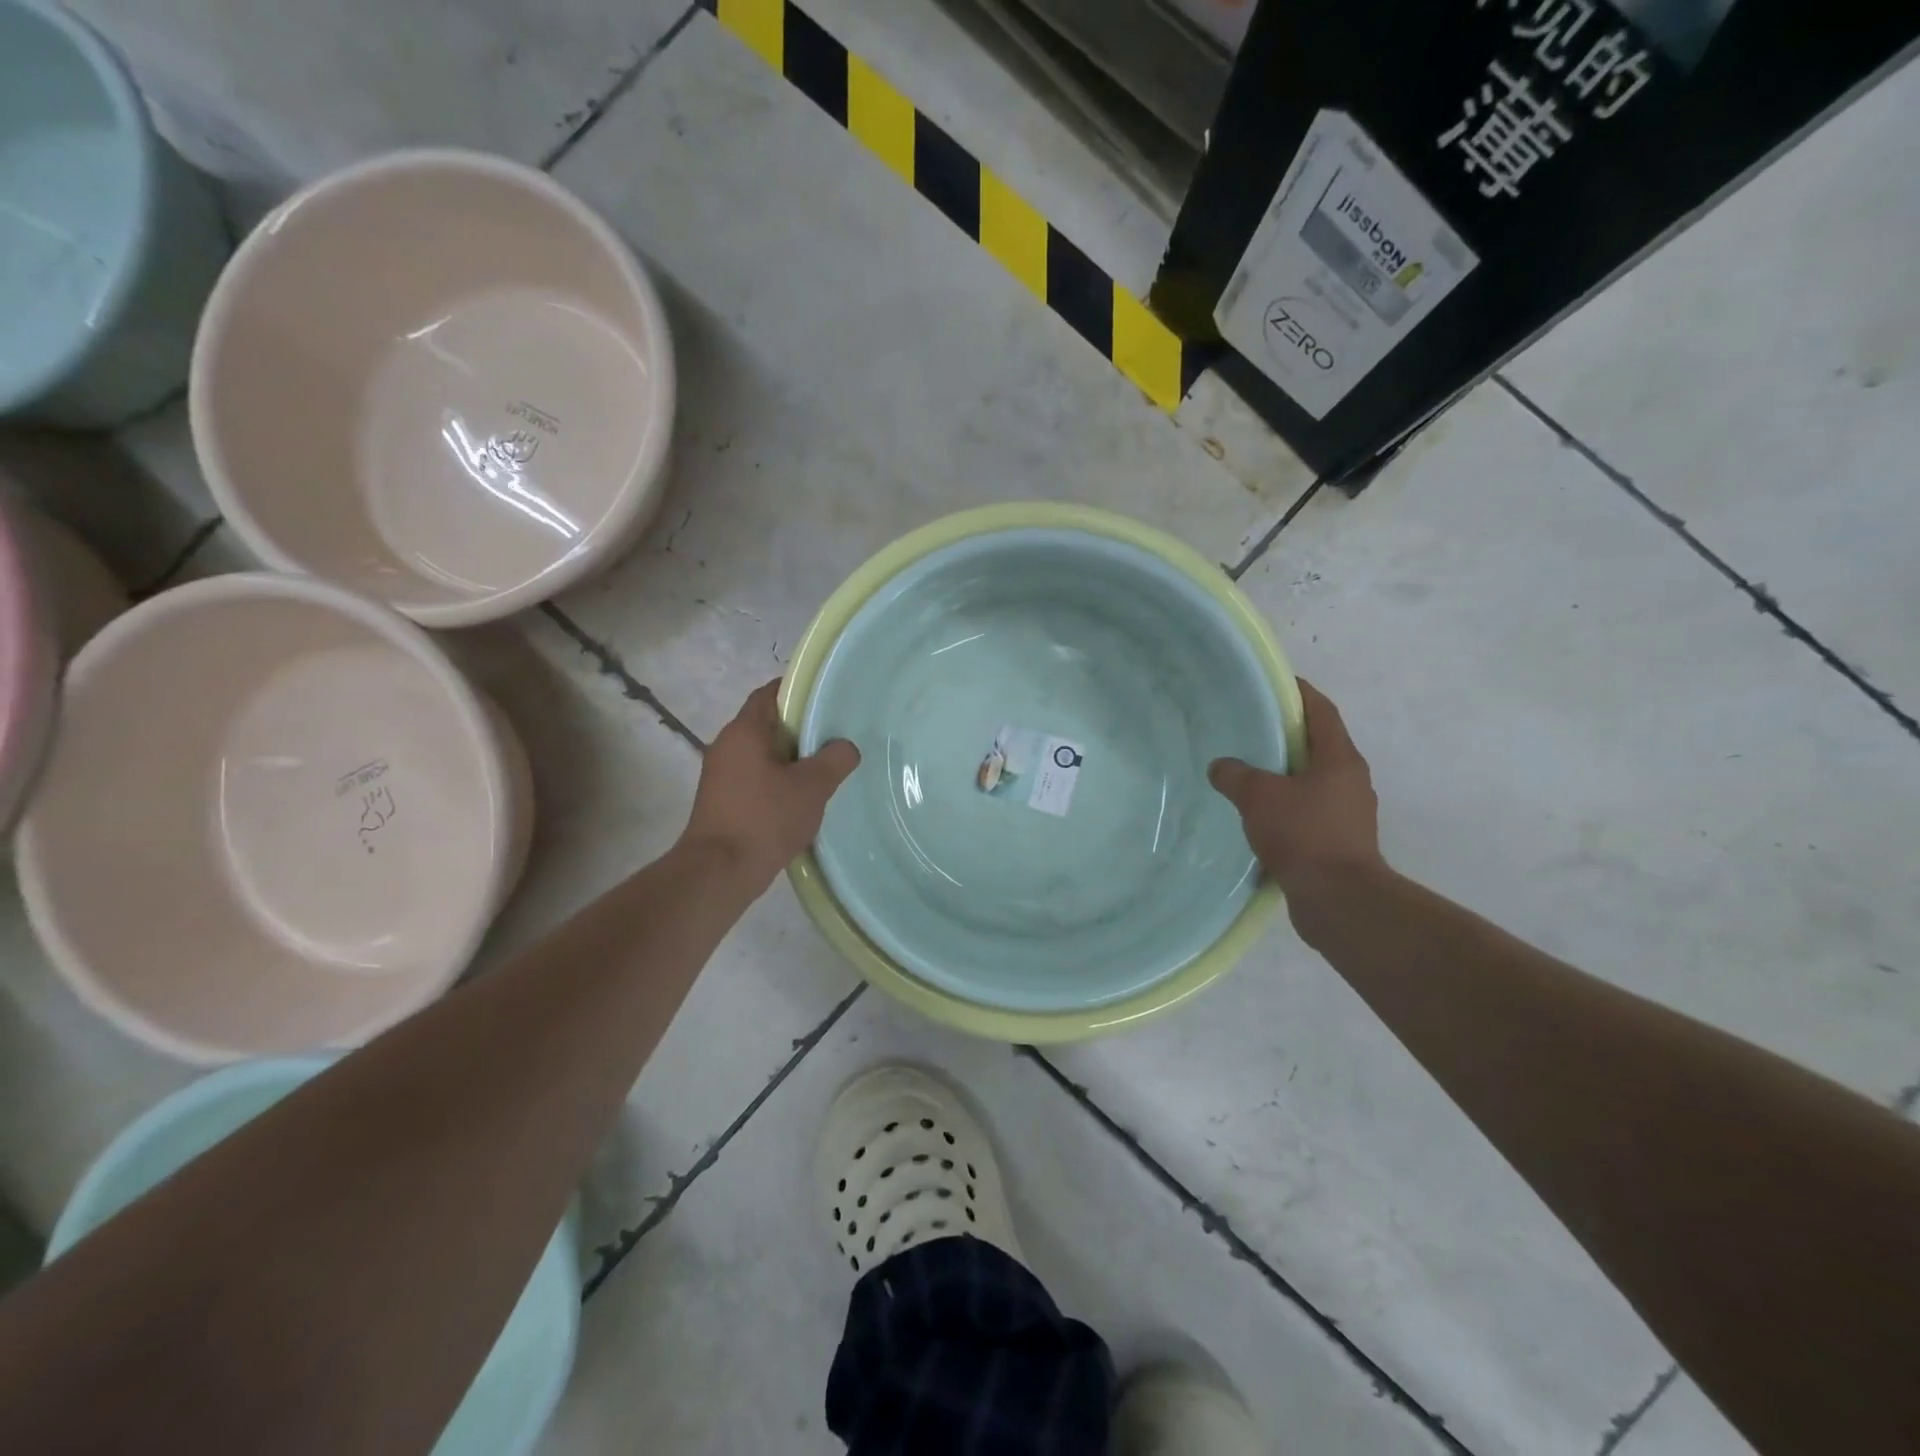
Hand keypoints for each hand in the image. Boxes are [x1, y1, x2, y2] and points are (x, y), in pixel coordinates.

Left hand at [682, 680, 859, 889]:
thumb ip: (835, 759)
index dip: (798, 691)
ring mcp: (721, 775)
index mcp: (744, 731)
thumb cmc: (765, 819)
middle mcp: (727, 745)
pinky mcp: (722, 801)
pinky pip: (755, 779)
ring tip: (825, 769)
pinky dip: (778, 781)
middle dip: (800, 729)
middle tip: (835, 736)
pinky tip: (801, 799)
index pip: (770, 693)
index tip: (827, 698)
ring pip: (762, 754)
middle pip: (768, 724)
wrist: (719, 872)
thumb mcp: (812, 787)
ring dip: (790, 759)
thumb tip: (846, 746)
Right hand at [1208, 679, 1383, 902]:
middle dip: (1289, 737)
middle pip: (1319, 746)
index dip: (1301, 694)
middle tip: (1252, 730)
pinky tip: (1261, 816)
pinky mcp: (1341, 842)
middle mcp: (1351, 781)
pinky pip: (1310, 811)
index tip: (1277, 685)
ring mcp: (1349, 814)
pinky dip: (1288, 807)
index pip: (1322, 712)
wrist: (1338, 899)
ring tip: (1251, 774)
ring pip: (1314, 782)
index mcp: (1340, 759)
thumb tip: (1221, 766)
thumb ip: (1235, 775)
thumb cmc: (1304, 834)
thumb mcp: (1258, 797)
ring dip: (1287, 775)